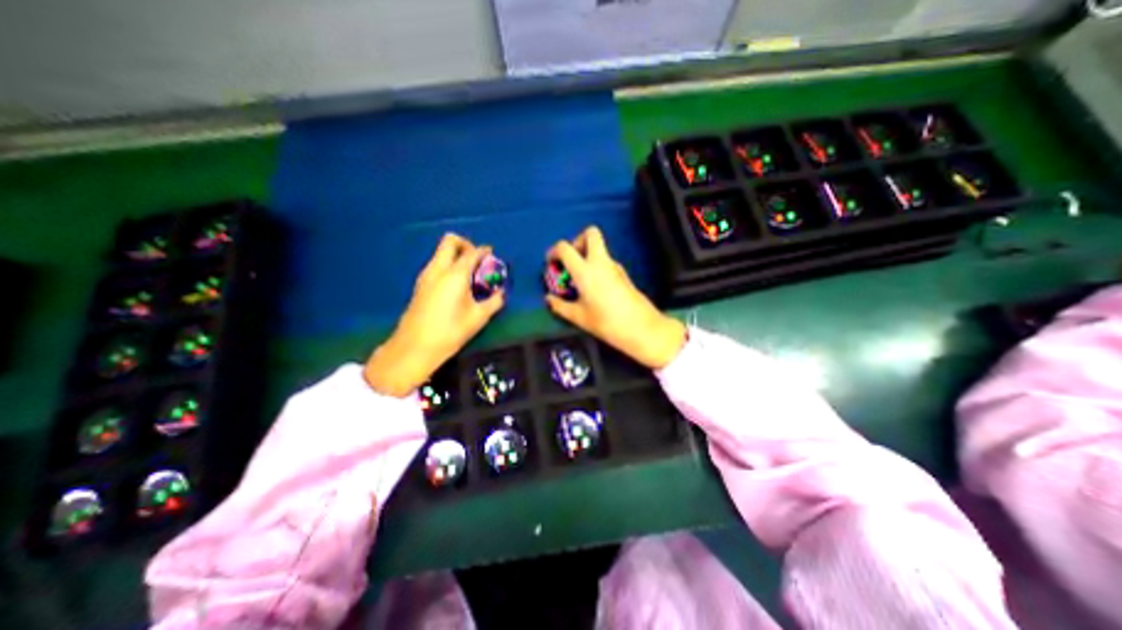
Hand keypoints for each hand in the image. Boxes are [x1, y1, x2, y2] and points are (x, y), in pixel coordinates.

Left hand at [365, 233, 503, 396]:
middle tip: (478, 261)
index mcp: (455, 274)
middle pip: (450, 241)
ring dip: (456, 256)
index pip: (472, 252)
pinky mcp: (420, 284)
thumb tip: (501, 293)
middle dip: (466, 244)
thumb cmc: (450, 331)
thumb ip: (494, 301)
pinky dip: (449, 266)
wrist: (415, 347)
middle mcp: (438, 269)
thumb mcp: (478, 317)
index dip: (484, 251)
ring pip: (441, 252)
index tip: (493, 256)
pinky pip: (436, 264)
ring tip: (470, 275)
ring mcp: (426, 275)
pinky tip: (458, 286)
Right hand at [549, 226, 688, 368]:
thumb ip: (560, 306)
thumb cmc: (607, 322)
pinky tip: (594, 288)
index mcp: (585, 271)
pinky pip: (606, 261)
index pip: (565, 247)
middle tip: (571, 261)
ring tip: (579, 280)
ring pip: (599, 248)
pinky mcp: (623, 274)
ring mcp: (615, 266)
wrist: (641, 328)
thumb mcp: (579, 317)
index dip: (553, 251)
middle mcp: (600, 262)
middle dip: (577, 241)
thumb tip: (549, 299)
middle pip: (590, 233)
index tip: (551, 263)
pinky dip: (596, 266)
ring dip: (586, 255)